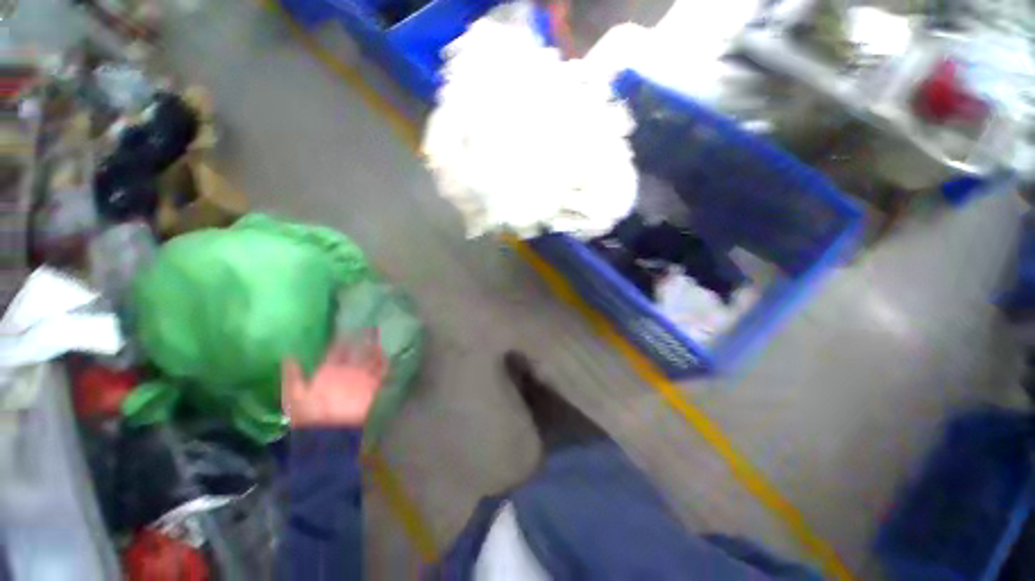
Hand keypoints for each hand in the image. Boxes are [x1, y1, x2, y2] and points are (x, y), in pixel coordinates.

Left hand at [282, 332, 387, 427]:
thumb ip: (293, 374)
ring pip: (369, 361)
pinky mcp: (370, 387)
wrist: (326, 433)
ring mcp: (358, 379)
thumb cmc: (307, 414)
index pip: (336, 351)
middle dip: (362, 340)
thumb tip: (288, 354)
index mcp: (327, 371)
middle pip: (356, 353)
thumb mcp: (294, 393)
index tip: (347, 326)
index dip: (341, 340)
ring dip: (375, 350)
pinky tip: (389, 355)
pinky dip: (385, 365)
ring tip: (381, 336)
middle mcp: (345, 372)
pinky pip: (380, 373)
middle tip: (370, 326)